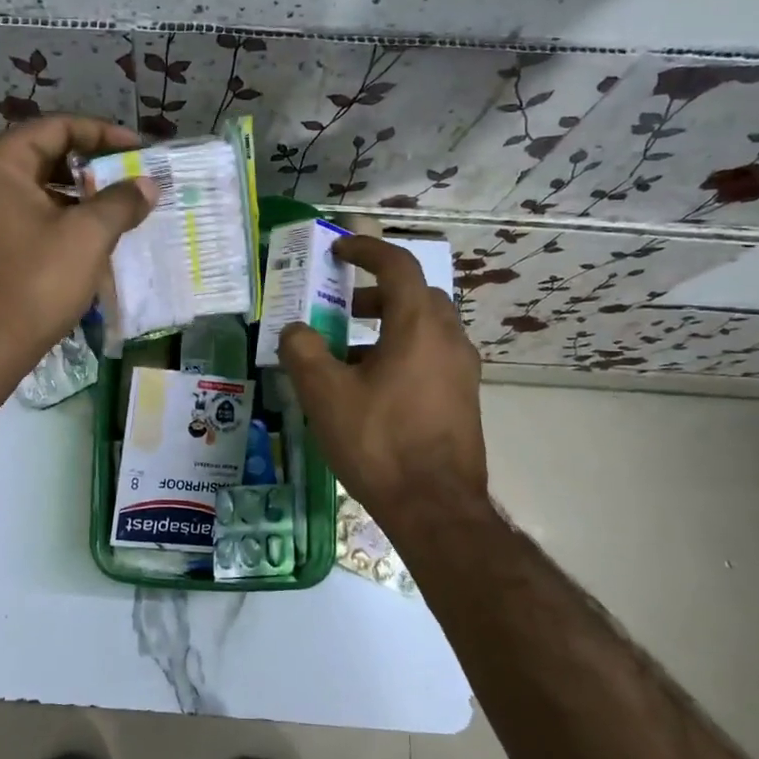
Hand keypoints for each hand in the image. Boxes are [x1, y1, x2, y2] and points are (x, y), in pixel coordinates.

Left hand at [0, 116, 154, 382]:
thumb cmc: (33, 284)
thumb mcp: (87, 238)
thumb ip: (120, 202)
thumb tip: (147, 184)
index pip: (56, 128)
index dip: (103, 134)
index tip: (138, 151)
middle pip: (42, 156)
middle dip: (90, 168)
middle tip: (129, 181)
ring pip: (32, 190)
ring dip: (74, 197)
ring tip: (114, 212)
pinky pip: (20, 217)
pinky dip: (53, 220)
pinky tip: (84, 241)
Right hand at [278, 236, 487, 519]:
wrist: (436, 508)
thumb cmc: (379, 442)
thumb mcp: (324, 394)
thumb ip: (302, 351)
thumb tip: (294, 330)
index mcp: (418, 326)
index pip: (398, 266)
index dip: (366, 250)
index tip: (338, 250)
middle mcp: (449, 339)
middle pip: (415, 295)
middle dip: (377, 292)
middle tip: (343, 306)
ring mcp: (462, 371)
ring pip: (425, 328)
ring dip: (388, 326)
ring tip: (348, 353)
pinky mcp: (463, 399)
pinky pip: (431, 357)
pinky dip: (402, 353)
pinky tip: (371, 389)